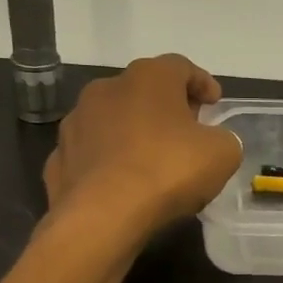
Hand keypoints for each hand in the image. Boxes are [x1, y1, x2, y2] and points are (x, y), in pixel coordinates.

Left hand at [45, 55, 242, 238]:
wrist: (102, 215)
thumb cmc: (168, 171)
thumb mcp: (222, 154)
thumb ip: (223, 139)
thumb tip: (213, 141)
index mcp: (148, 78)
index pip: (181, 66)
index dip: (202, 82)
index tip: (215, 103)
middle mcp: (106, 89)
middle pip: (144, 90)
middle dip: (167, 106)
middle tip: (187, 130)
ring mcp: (76, 122)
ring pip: (114, 120)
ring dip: (134, 132)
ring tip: (153, 160)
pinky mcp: (59, 158)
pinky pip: (92, 153)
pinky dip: (109, 160)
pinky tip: (122, 181)